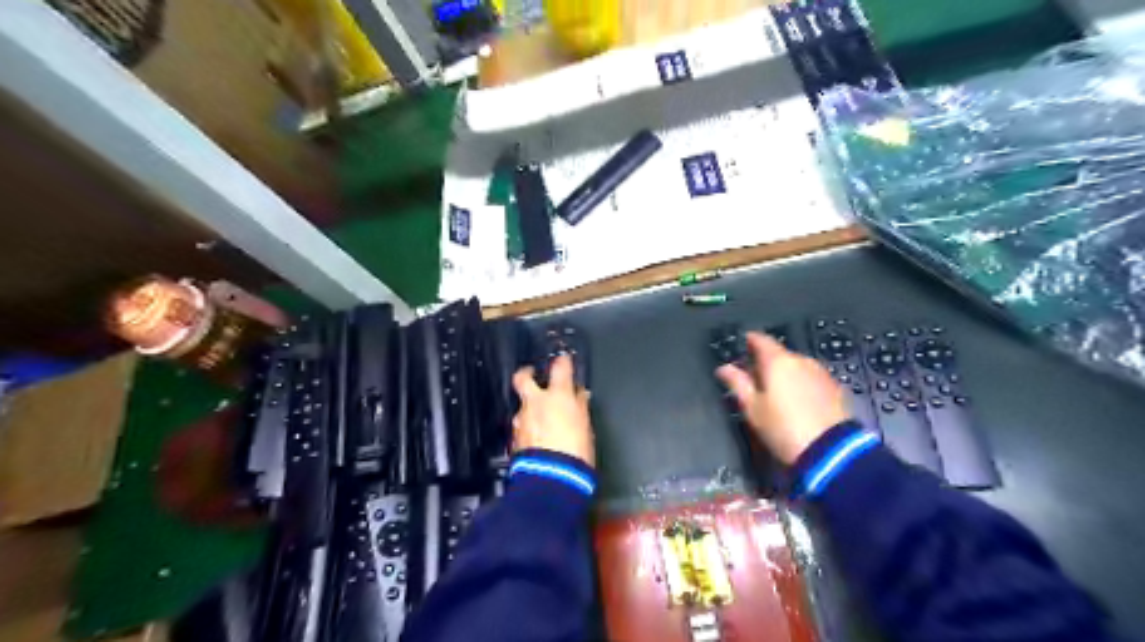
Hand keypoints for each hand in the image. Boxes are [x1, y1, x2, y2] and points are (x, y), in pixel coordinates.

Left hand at [513, 356, 594, 466]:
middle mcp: (536, 403)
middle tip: (531, 374)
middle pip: (523, 378)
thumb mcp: (586, 428)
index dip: (562, 361)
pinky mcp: (515, 438)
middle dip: (527, 373)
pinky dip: (528, 428)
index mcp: (558, 396)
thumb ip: (580, 408)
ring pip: (522, 405)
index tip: (563, 359)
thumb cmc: (575, 452)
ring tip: (541, 419)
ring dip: (530, 408)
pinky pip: (521, 426)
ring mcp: (522, 420)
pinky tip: (537, 438)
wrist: (552, 478)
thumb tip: (580, 397)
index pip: (560, 368)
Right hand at [713, 333, 847, 464]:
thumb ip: (737, 383)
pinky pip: (812, 380)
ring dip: (786, 376)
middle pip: (780, 355)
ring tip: (776, 395)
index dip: (750, 340)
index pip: (761, 340)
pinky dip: (802, 386)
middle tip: (755, 380)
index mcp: (778, 361)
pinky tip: (797, 403)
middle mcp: (801, 361)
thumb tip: (724, 369)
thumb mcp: (753, 408)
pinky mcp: (835, 388)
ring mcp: (821, 373)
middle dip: (767, 364)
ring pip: (797, 367)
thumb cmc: (784, 428)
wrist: (831, 451)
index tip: (744, 344)